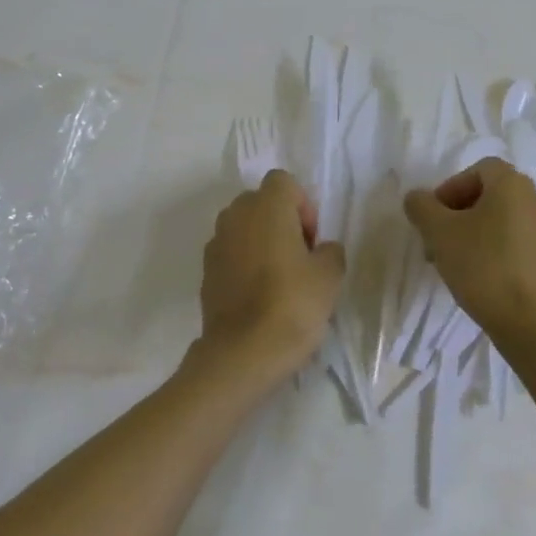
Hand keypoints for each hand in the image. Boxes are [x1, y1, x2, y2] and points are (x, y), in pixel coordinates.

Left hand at [197, 169, 345, 388]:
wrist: (242, 353)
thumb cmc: (292, 304)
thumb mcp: (330, 276)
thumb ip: (330, 251)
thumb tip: (321, 250)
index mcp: (266, 206)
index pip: (284, 182)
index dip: (303, 205)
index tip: (312, 240)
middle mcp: (235, 215)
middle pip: (261, 202)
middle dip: (281, 222)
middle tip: (300, 257)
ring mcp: (216, 243)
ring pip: (244, 228)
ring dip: (261, 241)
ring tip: (279, 278)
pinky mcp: (205, 271)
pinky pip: (231, 253)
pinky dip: (244, 263)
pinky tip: (259, 295)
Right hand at [404, 157, 535, 352]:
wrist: (529, 323)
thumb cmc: (482, 266)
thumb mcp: (438, 232)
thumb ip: (422, 206)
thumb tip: (417, 198)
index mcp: (514, 185)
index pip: (480, 170)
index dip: (452, 187)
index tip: (434, 216)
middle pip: (493, 195)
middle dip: (461, 213)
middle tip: (439, 240)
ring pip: (506, 220)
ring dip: (478, 232)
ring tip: (456, 262)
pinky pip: (521, 242)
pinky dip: (499, 249)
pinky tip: (482, 276)